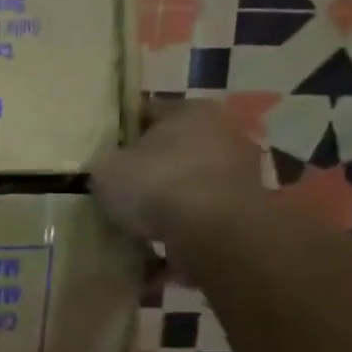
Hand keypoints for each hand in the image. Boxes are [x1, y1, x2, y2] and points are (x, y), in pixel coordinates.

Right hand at [92, 100, 263, 245]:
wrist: (214, 233)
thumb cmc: (157, 184)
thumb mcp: (106, 169)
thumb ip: (107, 163)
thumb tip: (110, 169)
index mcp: (191, 110)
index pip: (149, 113)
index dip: (122, 133)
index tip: (104, 154)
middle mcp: (224, 132)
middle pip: (175, 147)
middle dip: (151, 166)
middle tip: (121, 188)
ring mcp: (242, 172)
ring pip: (191, 181)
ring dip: (169, 198)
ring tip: (138, 220)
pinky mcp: (247, 210)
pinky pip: (202, 214)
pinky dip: (184, 225)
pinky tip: (159, 242)